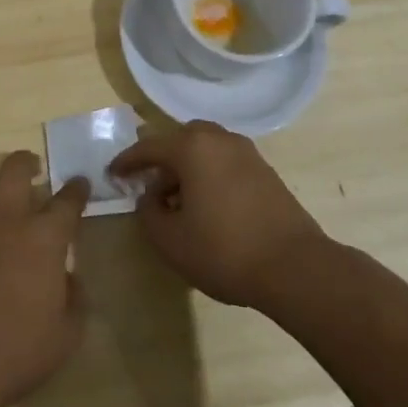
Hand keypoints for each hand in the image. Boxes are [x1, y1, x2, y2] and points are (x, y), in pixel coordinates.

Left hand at [0, 151, 90, 406]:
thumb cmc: (17, 353)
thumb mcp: (67, 334)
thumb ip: (75, 298)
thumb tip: (69, 278)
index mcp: (42, 238)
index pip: (67, 200)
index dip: (77, 190)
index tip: (79, 185)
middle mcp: (3, 219)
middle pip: (14, 168)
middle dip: (26, 162)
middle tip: (32, 170)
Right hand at [110, 121, 328, 307]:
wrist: (295, 267)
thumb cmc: (224, 250)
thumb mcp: (170, 239)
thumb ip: (148, 212)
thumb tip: (151, 196)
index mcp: (192, 147)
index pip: (149, 147)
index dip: (127, 161)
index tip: (112, 173)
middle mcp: (219, 139)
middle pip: (180, 140)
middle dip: (160, 159)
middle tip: (147, 183)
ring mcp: (247, 153)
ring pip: (205, 149)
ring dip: (186, 168)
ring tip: (177, 200)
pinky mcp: (265, 172)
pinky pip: (225, 162)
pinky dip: (208, 174)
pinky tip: (206, 205)